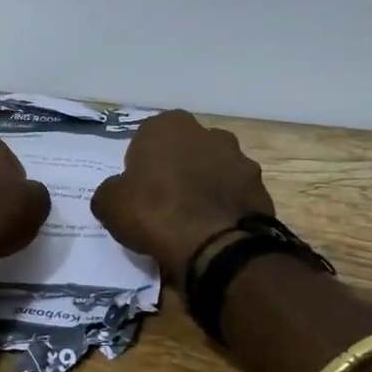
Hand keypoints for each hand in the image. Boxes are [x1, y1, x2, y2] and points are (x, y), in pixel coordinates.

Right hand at [90, 110, 274, 283]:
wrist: (216, 246)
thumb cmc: (155, 213)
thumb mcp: (110, 204)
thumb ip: (111, 191)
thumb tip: (117, 193)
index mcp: (169, 125)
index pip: (148, 138)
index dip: (142, 163)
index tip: (139, 188)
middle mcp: (208, 133)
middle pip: (186, 150)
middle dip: (178, 169)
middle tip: (165, 202)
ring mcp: (240, 159)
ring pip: (214, 169)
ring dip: (205, 186)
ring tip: (193, 220)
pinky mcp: (261, 188)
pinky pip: (235, 194)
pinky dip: (226, 206)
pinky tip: (215, 230)